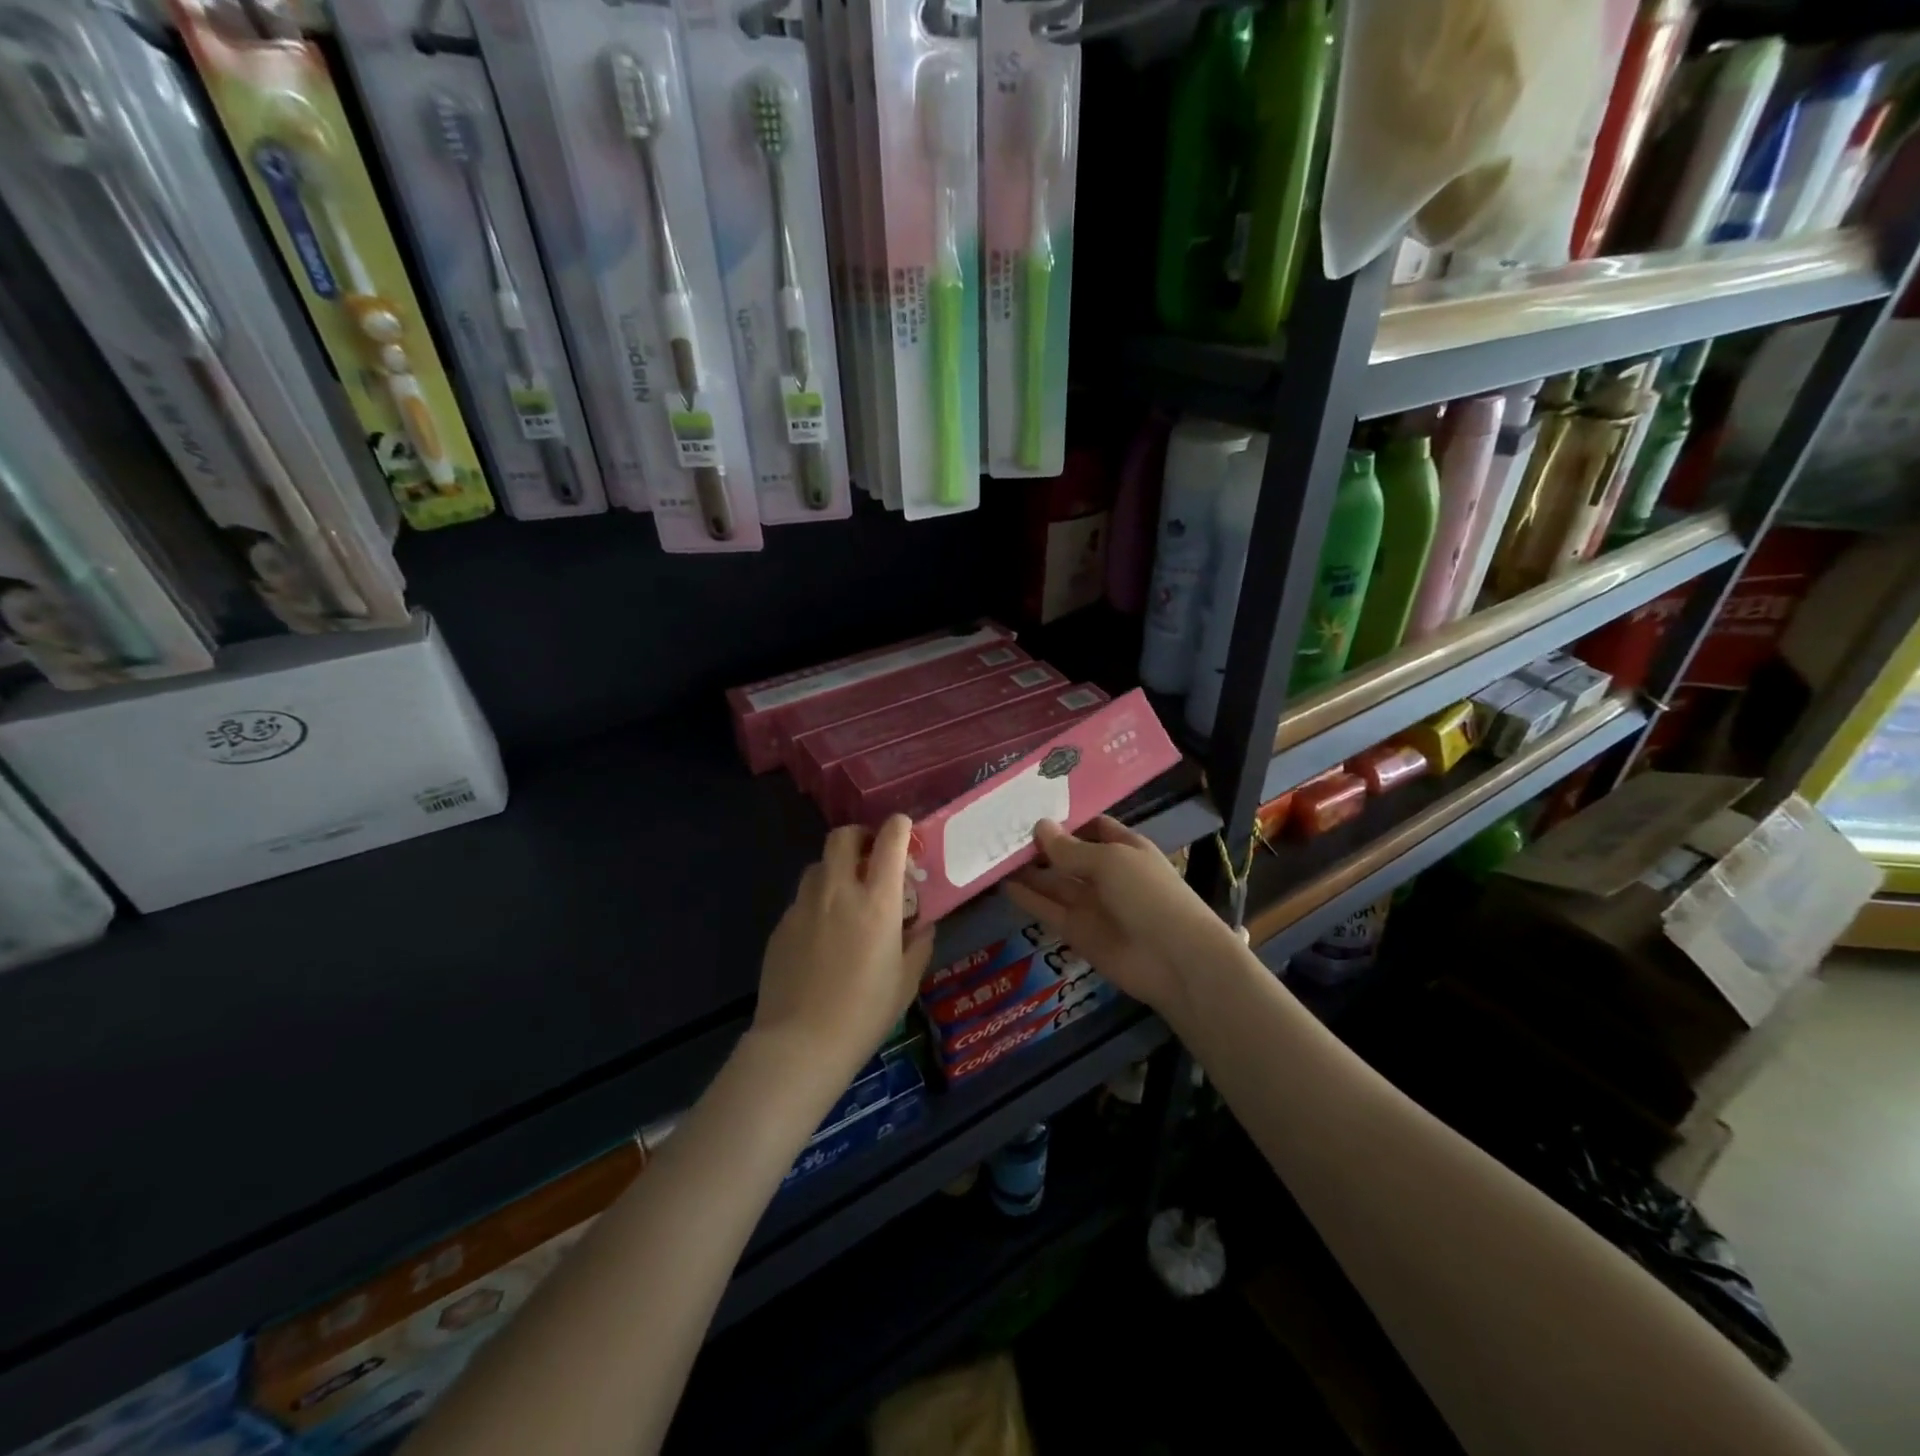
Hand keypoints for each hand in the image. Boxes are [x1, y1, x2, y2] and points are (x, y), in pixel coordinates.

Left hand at [754, 816, 934, 1080]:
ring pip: (818, 865)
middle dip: (860, 836)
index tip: (904, 830)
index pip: (890, 842)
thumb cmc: (864, 1013)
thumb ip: (918, 945)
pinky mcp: (782, 924)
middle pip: (843, 837)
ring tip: (845, 895)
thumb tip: (921, 925)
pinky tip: (822, 933)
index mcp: (877, 903)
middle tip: (870, 856)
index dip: (899, 827)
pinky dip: (816, 901)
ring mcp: (804, 905)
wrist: (800, 1043)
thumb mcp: (906, 982)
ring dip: (835, 868)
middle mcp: (838, 892)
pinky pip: (802, 898)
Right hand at [1004, 817, 1236, 1015]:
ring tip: (993, 854)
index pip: (1092, 827)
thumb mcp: (1110, 861)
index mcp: (1124, 848)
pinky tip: (1003, 884)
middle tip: (1000, 832)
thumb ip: (1070, 849)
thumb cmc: (1148, 894)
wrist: (1174, 960)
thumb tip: (1039, 826)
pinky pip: (1049, 911)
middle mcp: (1106, 874)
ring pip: (1054, 883)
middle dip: (1040, 845)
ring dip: (1028, 871)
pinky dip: (1028, 899)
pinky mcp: (1077, 932)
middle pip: (1068, 855)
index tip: (1030, 809)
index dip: (1065, 820)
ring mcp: (1091, 904)